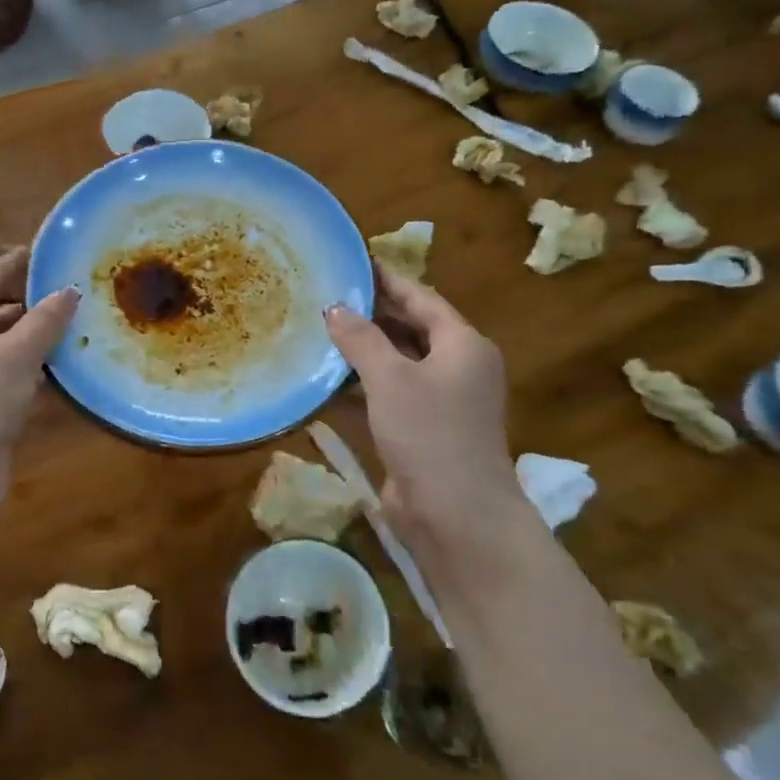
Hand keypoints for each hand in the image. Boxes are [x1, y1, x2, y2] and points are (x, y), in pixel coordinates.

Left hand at [0, 248, 78, 484]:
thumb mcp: (17, 353)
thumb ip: (45, 320)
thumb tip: (68, 291)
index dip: (13, 264)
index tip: (41, 252)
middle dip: (29, 306)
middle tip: (69, 294)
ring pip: (0, 350)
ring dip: (33, 342)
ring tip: (75, 329)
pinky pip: (4, 380)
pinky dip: (30, 373)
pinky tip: (61, 373)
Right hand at [324, 264, 519, 547]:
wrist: (457, 517)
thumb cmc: (430, 433)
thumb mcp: (391, 378)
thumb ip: (361, 339)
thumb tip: (335, 308)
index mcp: (463, 345)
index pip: (421, 298)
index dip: (387, 280)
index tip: (352, 261)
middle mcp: (456, 368)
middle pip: (409, 329)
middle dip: (369, 314)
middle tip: (325, 294)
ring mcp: (440, 402)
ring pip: (396, 364)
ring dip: (361, 351)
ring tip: (317, 330)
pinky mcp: (421, 431)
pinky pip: (388, 396)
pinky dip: (361, 386)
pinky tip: (324, 380)